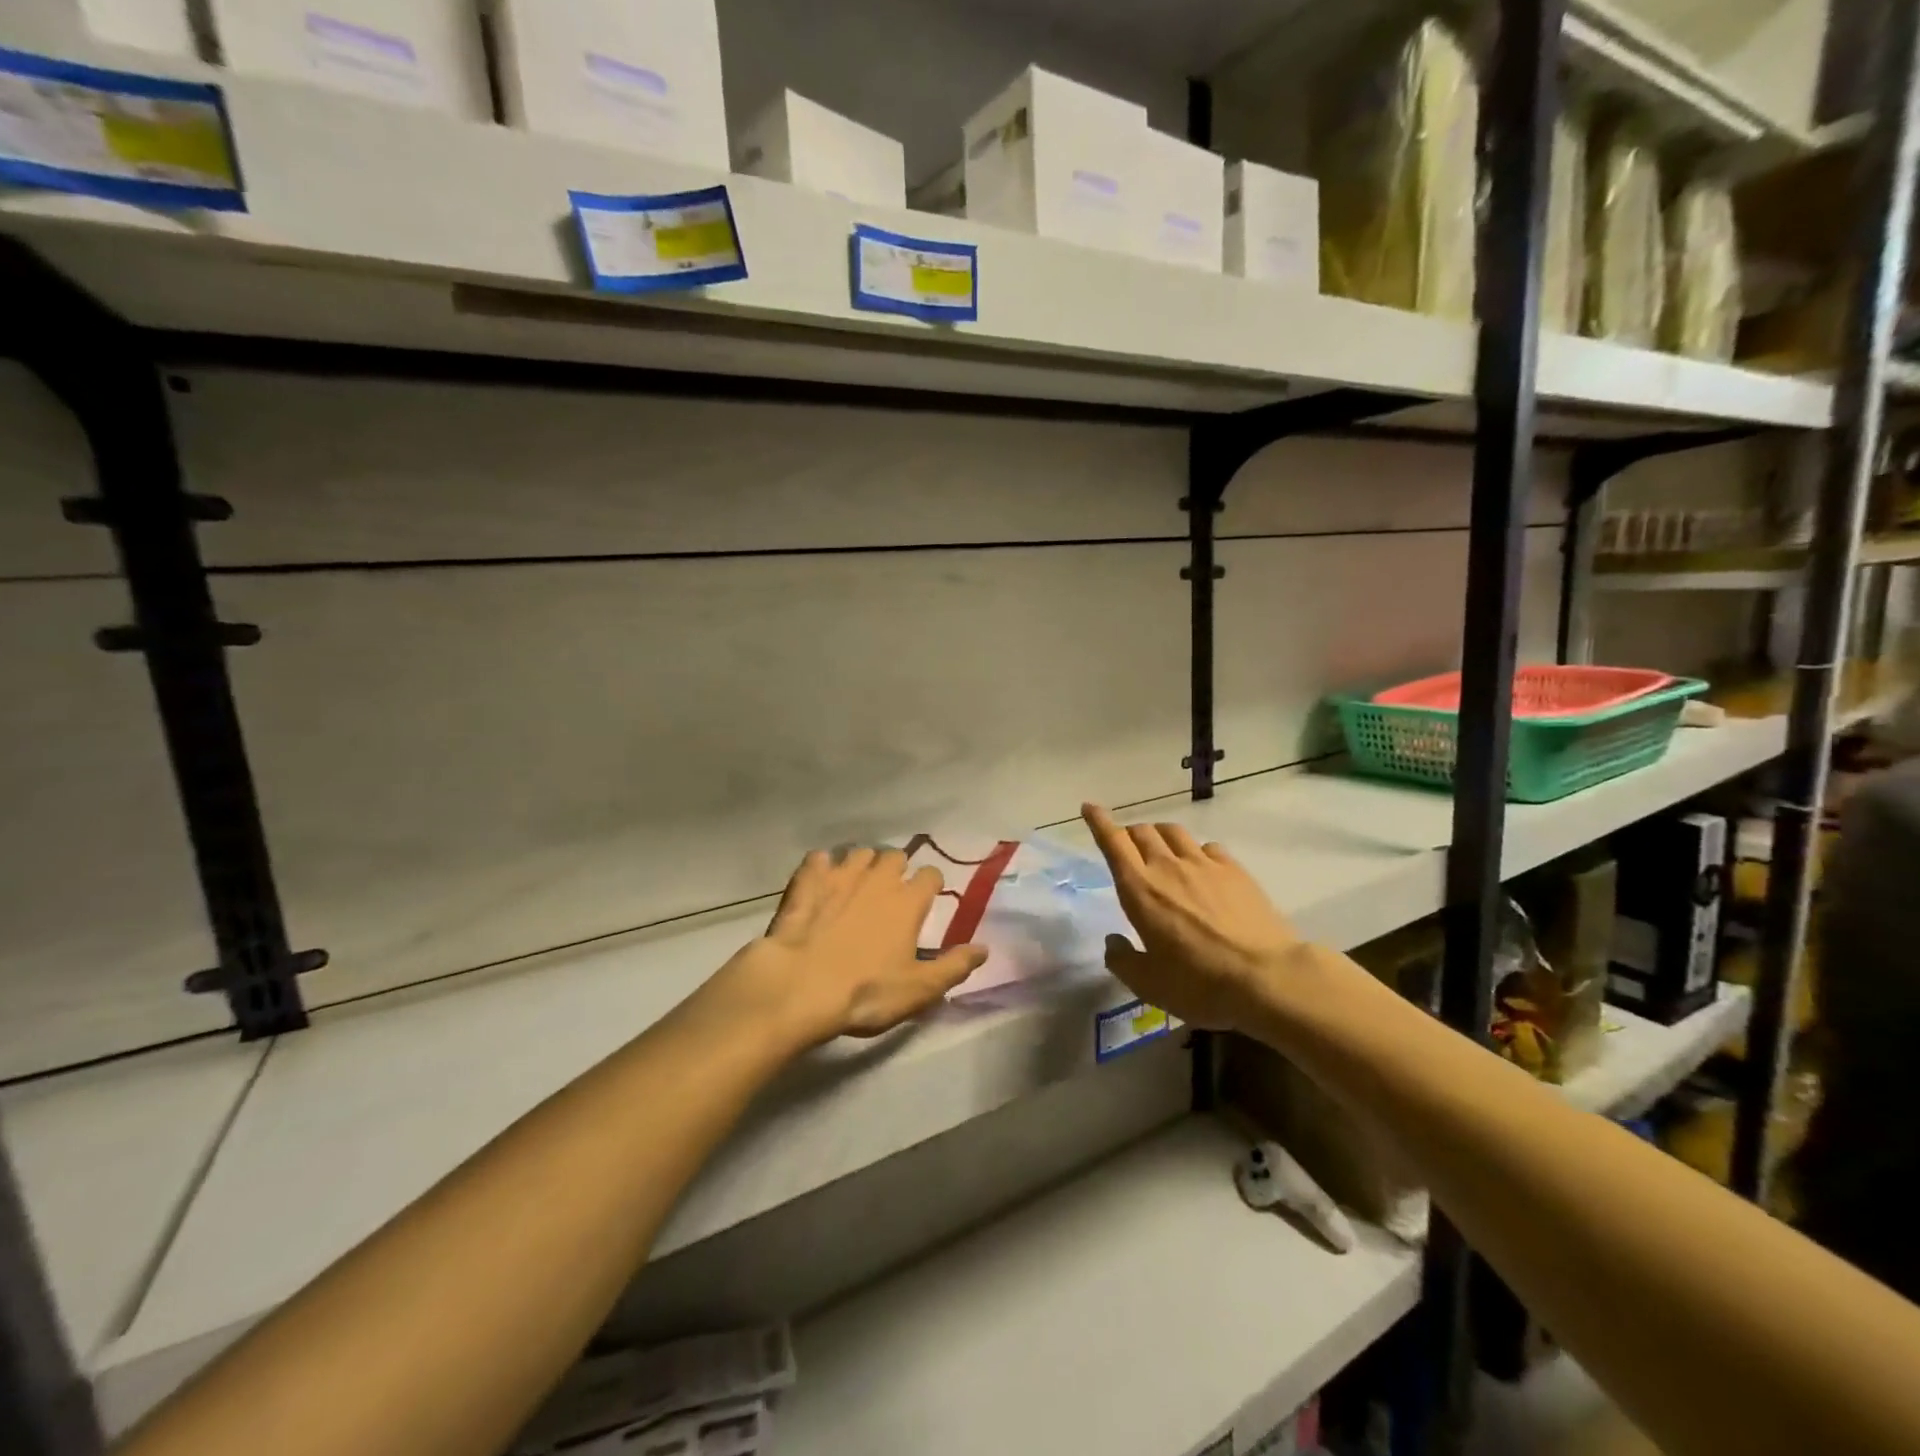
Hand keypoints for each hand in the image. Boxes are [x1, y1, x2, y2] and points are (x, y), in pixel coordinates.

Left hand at [706, 848, 987, 1051]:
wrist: (800, 986)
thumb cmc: (866, 991)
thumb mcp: (919, 989)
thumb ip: (954, 966)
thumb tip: (984, 949)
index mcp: (908, 901)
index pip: (931, 874)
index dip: (930, 885)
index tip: (926, 900)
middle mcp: (878, 878)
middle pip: (895, 856)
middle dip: (896, 869)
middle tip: (890, 893)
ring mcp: (840, 875)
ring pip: (859, 853)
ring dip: (862, 865)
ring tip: (856, 885)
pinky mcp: (807, 880)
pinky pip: (819, 859)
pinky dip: (822, 866)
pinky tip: (819, 881)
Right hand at [1081, 804, 1302, 1033]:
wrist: (1266, 977)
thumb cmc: (1199, 984)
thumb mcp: (1149, 985)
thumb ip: (1123, 960)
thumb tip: (1113, 942)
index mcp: (1139, 889)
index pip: (1113, 842)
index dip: (1099, 822)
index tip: (1089, 807)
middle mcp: (1168, 867)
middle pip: (1142, 831)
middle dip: (1129, 833)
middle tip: (1128, 846)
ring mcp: (1204, 864)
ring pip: (1174, 832)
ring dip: (1160, 835)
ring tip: (1162, 849)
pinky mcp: (1234, 870)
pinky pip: (1207, 846)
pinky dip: (1196, 850)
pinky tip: (1202, 866)